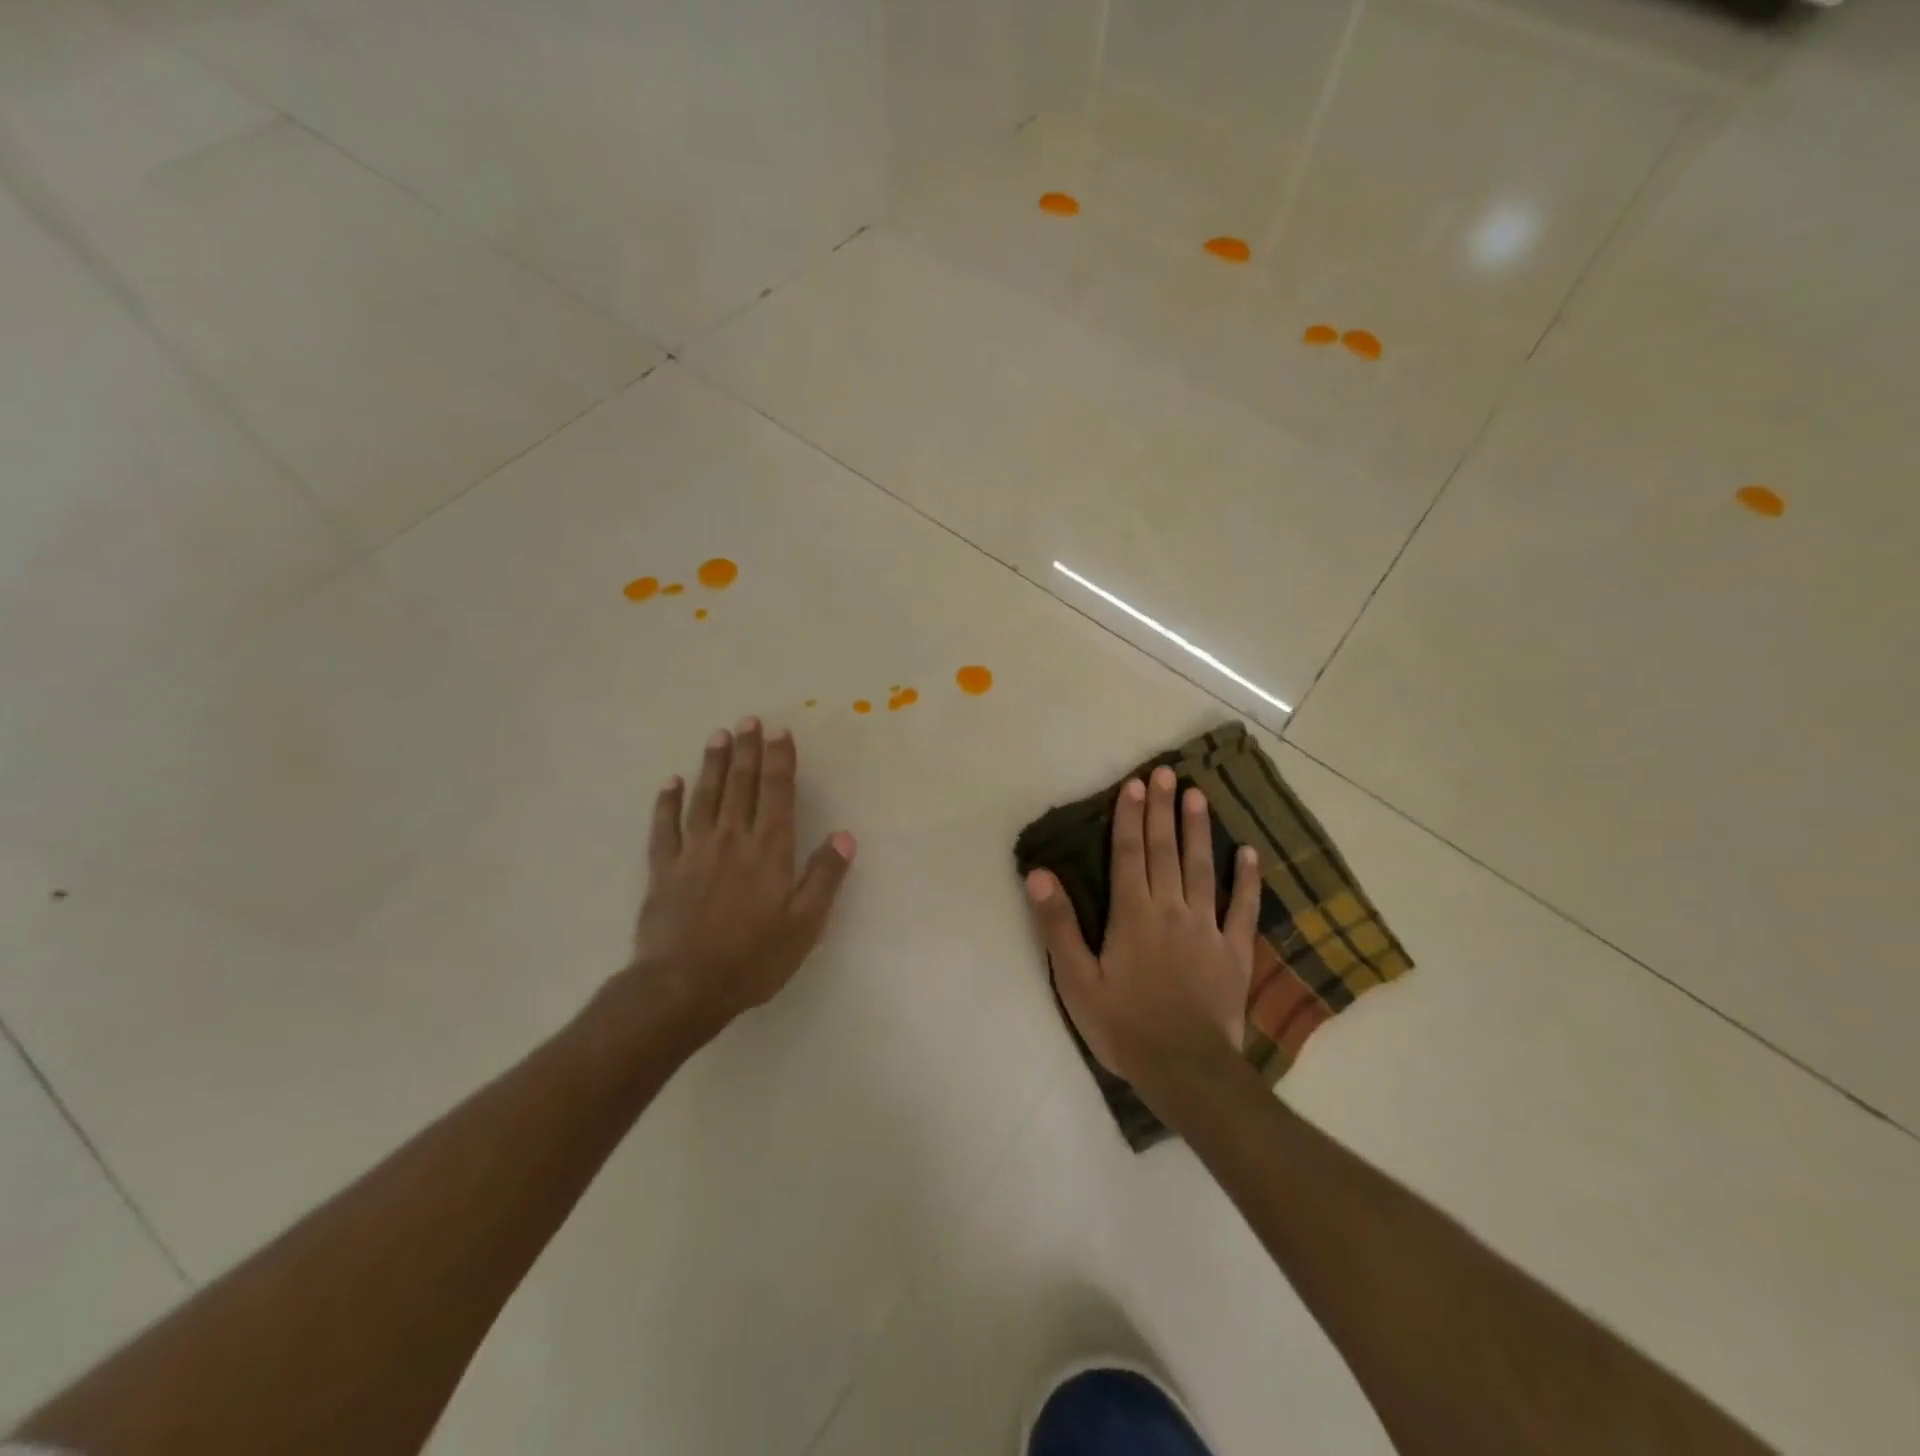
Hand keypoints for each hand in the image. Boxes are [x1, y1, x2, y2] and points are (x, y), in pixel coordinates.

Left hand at [631, 718, 855, 1037]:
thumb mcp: (804, 924)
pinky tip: (671, 782)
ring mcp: (693, 851)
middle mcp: (732, 839)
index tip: (780, 733)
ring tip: (718, 736)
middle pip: (741, 785)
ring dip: (713, 764)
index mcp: (769, 850)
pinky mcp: (663, 869)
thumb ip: (824, 877)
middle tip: (748, 721)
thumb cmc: (752, 958)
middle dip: (747, 750)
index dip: (780, 761)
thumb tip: (844, 835)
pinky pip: (664, 826)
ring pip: (705, 796)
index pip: (777, 793)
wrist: (683, 987)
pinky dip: (667, 802)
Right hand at [1025, 765, 1260, 1097]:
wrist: (1185, 1069)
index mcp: (1133, 914)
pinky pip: (1243, 908)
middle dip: (1163, 810)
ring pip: (1202, 868)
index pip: (1130, 853)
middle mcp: (1171, 909)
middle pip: (1165, 850)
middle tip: (1167, 774)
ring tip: (1199, 796)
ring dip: (1199, 830)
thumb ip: (1058, 925)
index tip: (1136, 784)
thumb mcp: (1076, 980)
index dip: (1131, 817)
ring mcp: (1207, 928)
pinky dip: (1247, 880)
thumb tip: (1039, 875)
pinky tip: (1249, 854)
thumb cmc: (1123, 1025)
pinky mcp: (1234, 952)